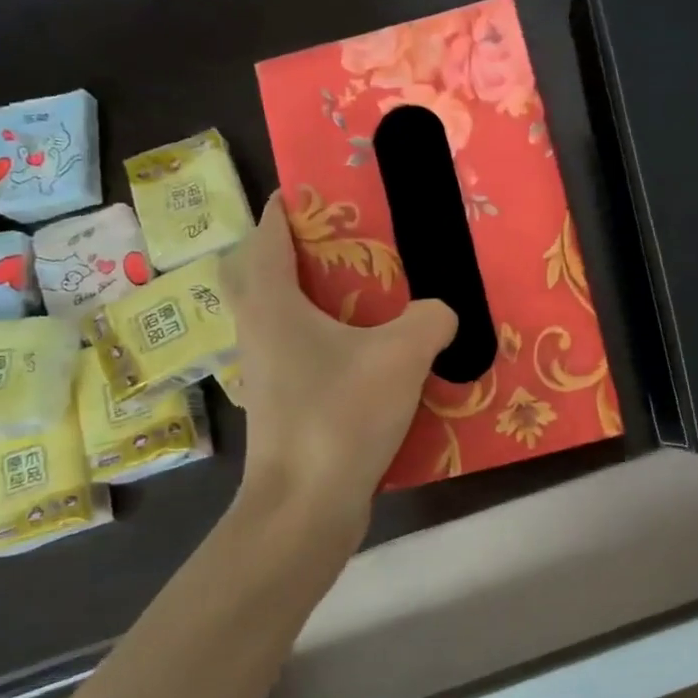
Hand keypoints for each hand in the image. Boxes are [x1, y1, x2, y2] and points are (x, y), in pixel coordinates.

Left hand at [221, 192, 455, 546]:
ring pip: (275, 314)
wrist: (306, 505)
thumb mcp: (403, 355)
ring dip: (306, 294)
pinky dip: (321, 336)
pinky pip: (297, 350)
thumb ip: (431, 319)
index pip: (268, 235)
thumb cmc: (341, 415)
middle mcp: (259, 330)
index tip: (315, 192)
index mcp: (273, 303)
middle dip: (285, 249)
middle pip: (254, 273)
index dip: (287, 207)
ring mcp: (267, 371)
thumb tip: (442, 311)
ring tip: (359, 290)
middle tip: (334, 244)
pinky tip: (366, 350)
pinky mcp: (283, 403)